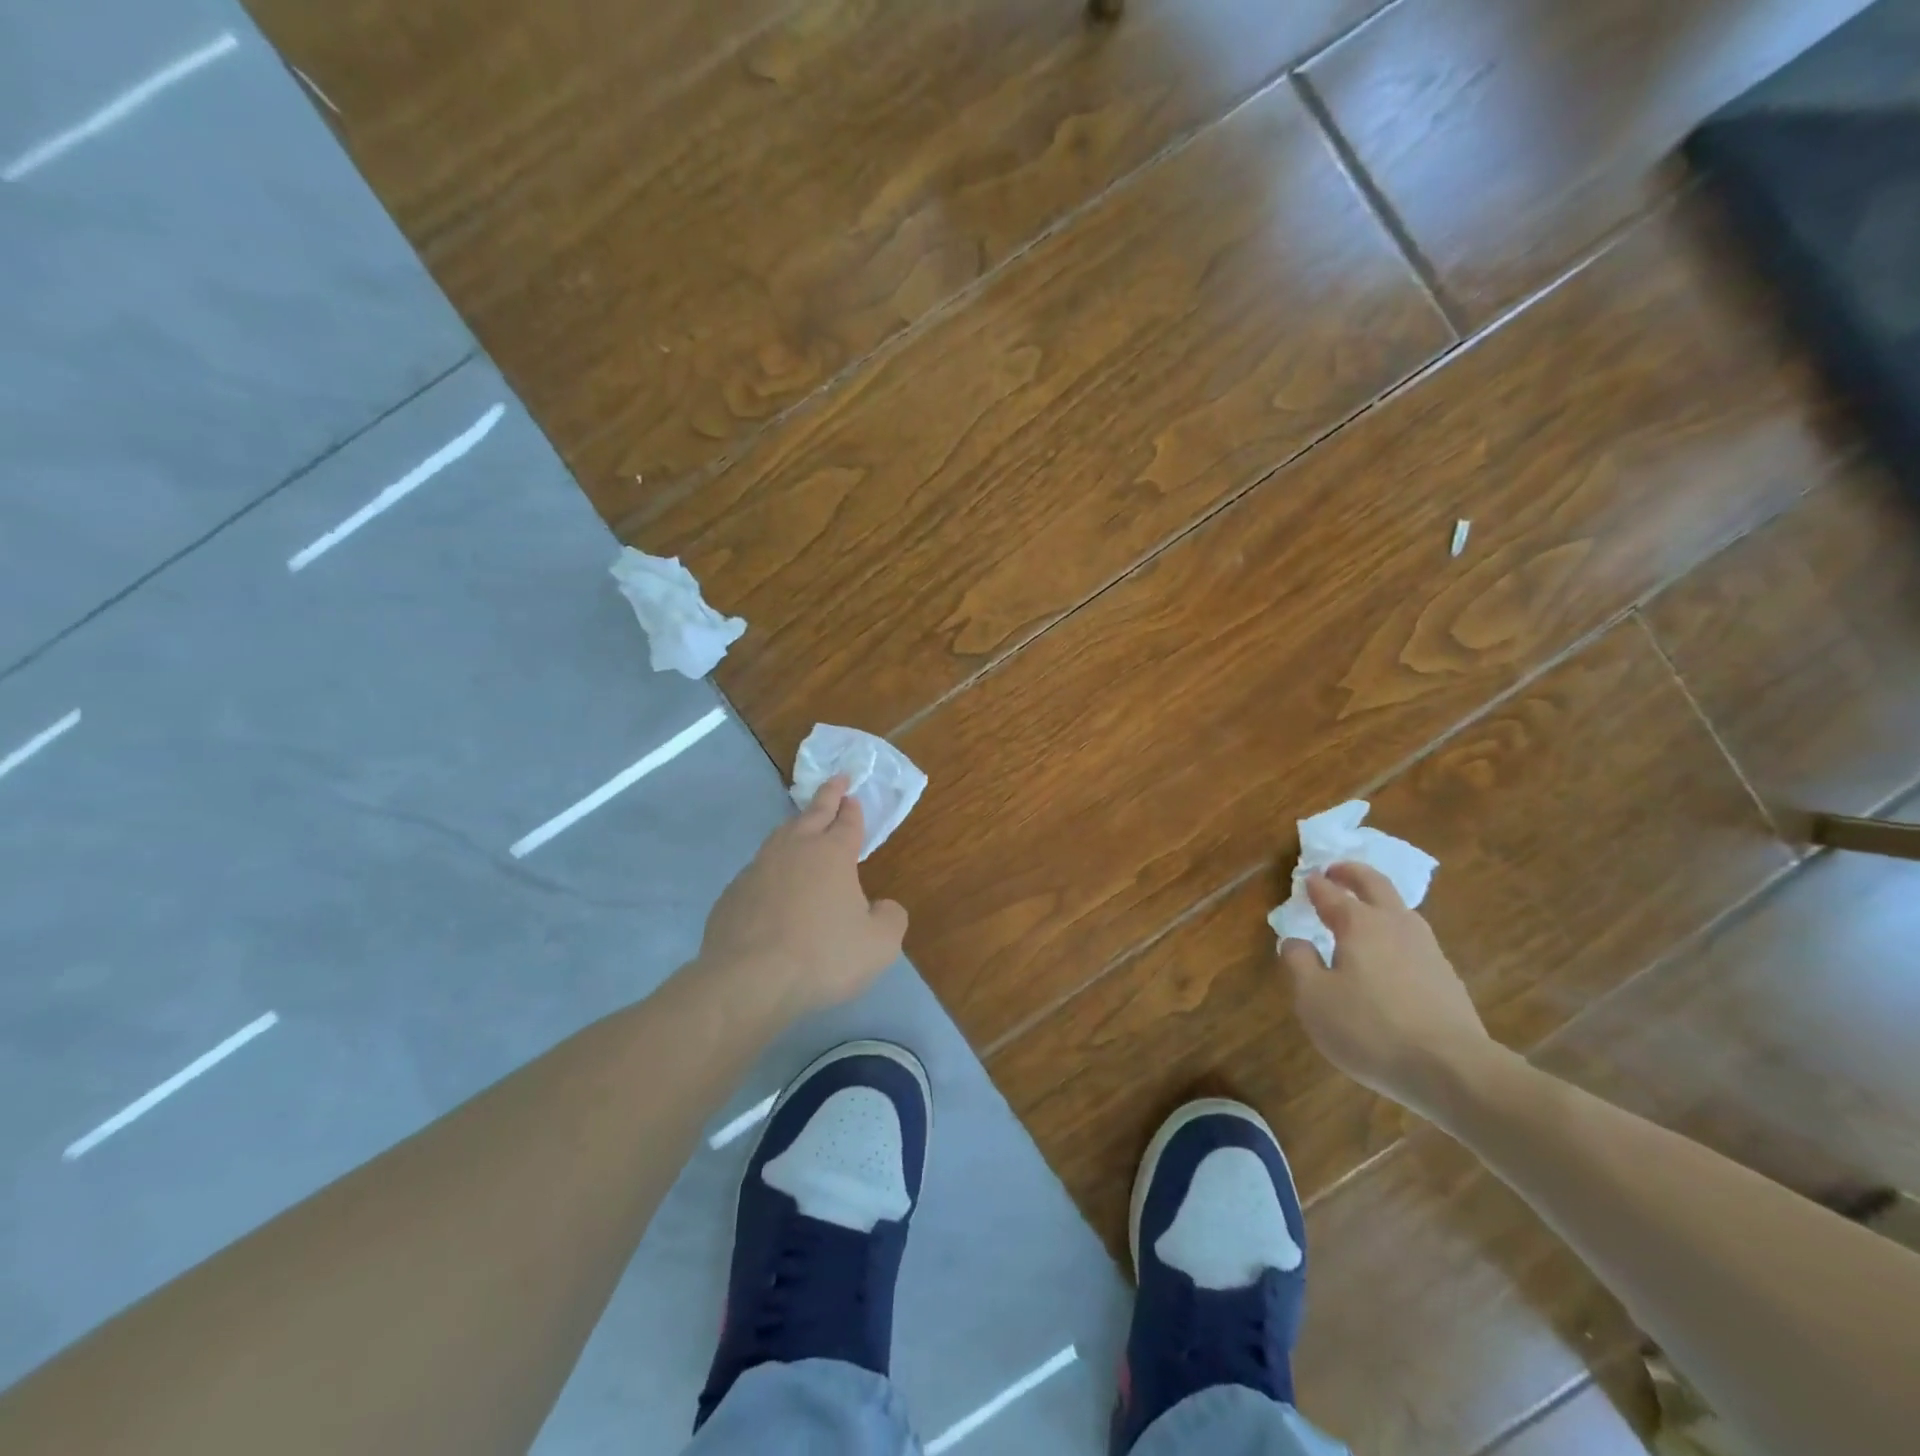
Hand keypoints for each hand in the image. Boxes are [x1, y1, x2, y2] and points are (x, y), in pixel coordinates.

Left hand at [697, 775, 908, 1016]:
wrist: (749, 980)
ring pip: (780, 837)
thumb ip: (890, 919)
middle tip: (835, 781)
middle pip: (813, 814)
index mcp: (833, 854)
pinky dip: (771, 869)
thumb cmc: (823, 956)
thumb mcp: (879, 945)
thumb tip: (883, 907)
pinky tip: (772, 884)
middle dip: (827, 796)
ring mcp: (758, 869)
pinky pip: (757, 871)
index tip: (853, 796)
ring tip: (802, 826)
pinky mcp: (732, 894)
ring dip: (796, 827)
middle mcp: (794, 851)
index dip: (852, 809)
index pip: (847, 822)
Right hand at [1279, 863, 1499, 1118]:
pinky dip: (1396, 934)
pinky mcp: (1447, 978)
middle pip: (1375, 884)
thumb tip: (1294, 940)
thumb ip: (1298, 963)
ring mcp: (1427, 950)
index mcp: (1358, 924)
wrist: (1454, 1070)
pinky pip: (1415, 941)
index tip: (1305, 879)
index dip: (1315, 885)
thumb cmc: (1370, 1028)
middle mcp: (1395, 925)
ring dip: (1380, 901)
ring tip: (1364, 911)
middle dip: (1353, 873)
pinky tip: (1391, 956)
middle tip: (1336, 871)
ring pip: (1402, 910)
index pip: (1330, 894)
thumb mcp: (1313, 998)